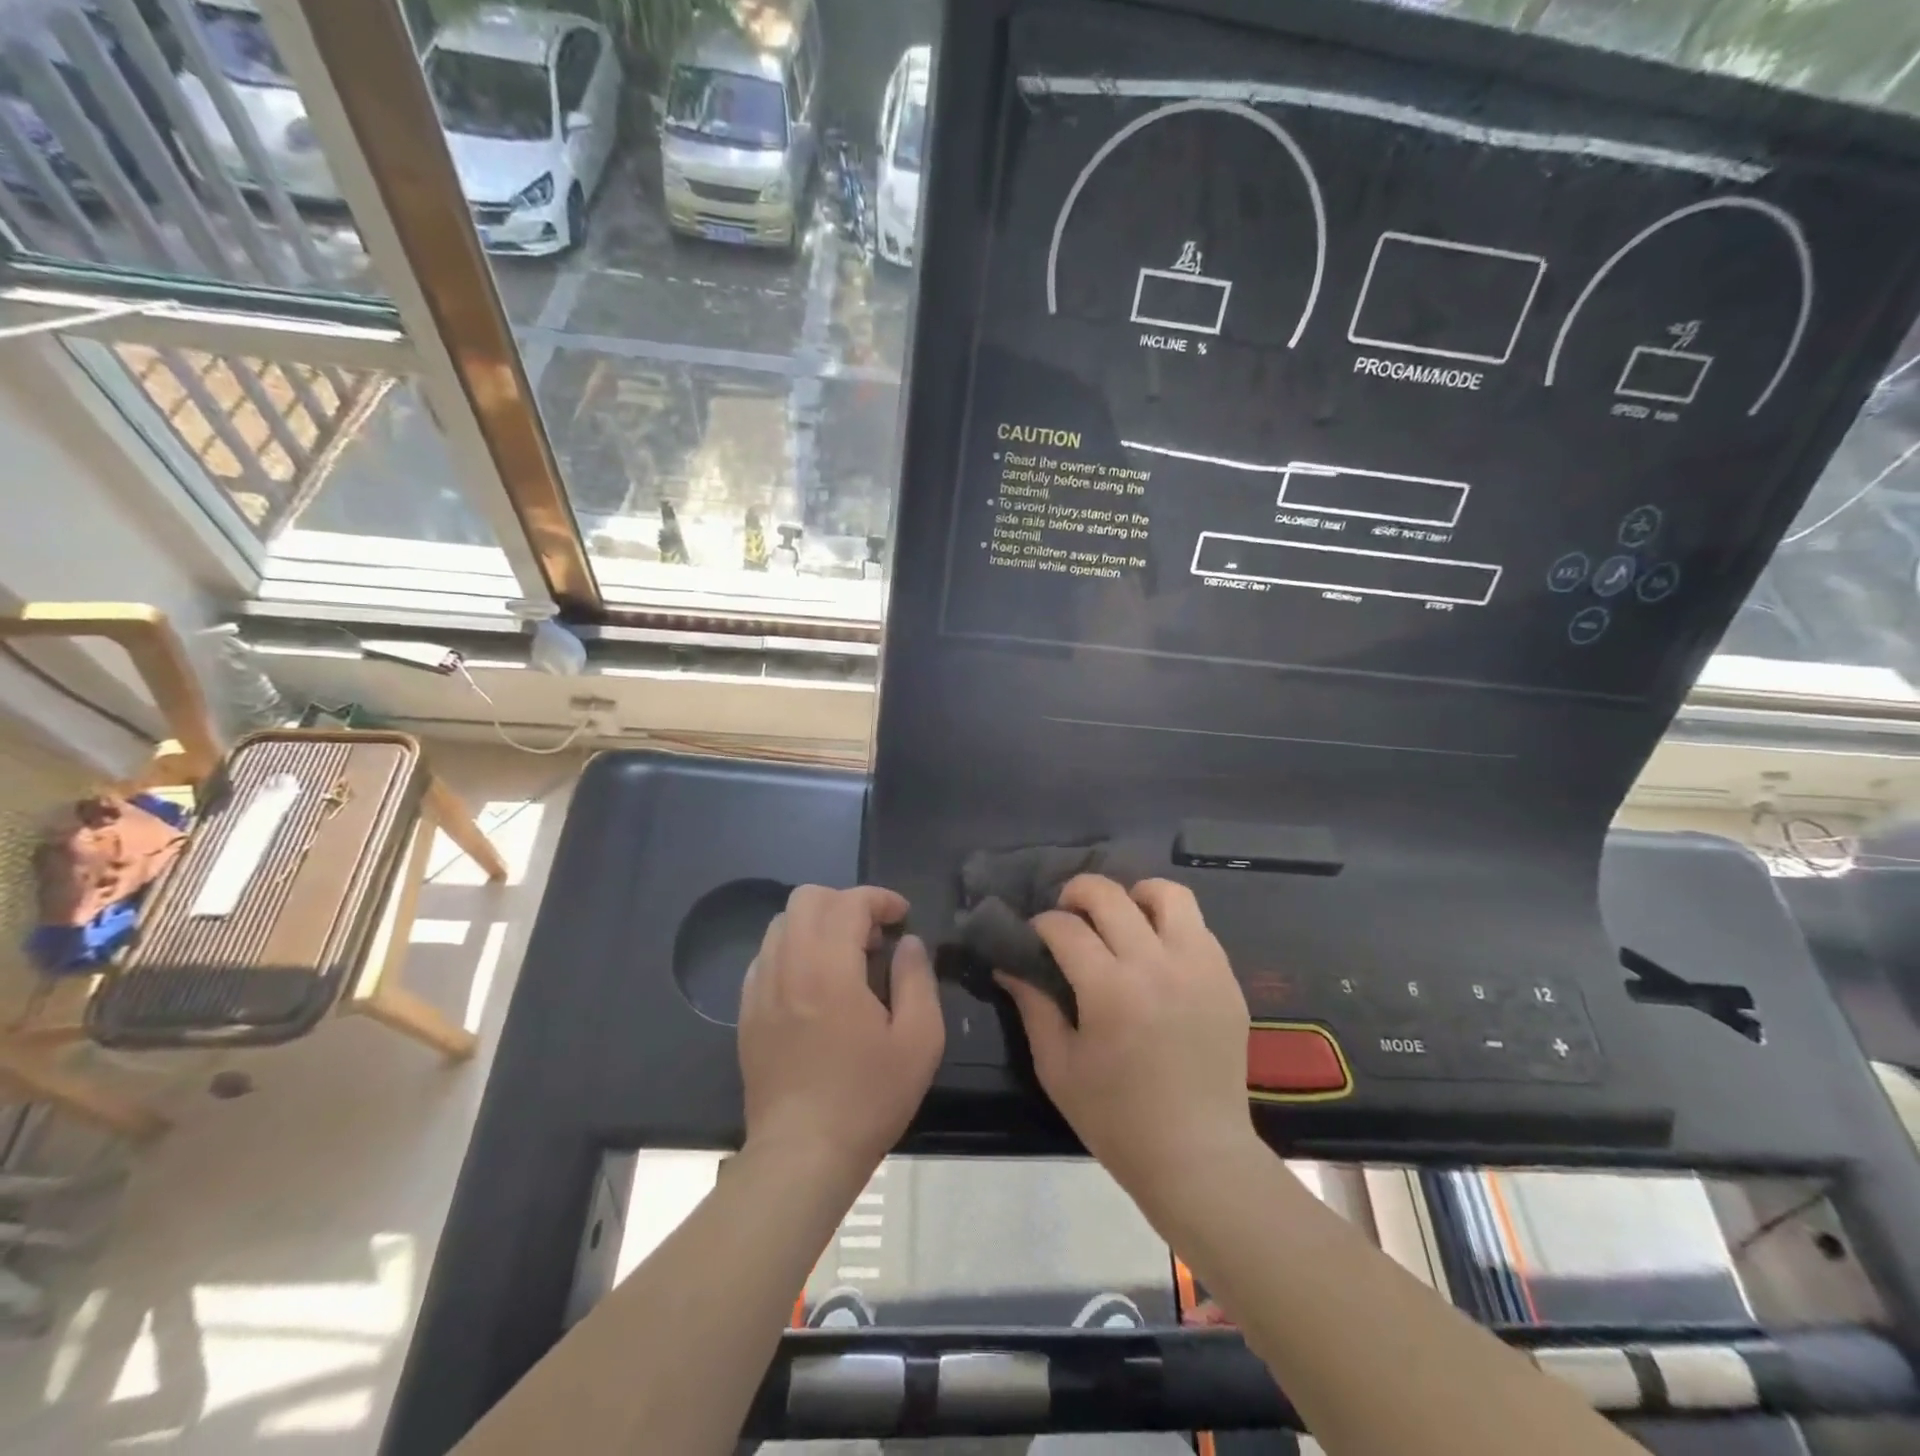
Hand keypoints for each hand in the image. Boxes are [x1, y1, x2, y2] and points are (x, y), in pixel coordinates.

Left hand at [740, 886, 943, 1187]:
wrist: (802, 1155)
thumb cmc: (868, 1098)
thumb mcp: (919, 1041)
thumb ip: (917, 979)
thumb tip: (907, 943)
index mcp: (829, 969)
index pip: (848, 902)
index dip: (879, 899)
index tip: (902, 917)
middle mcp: (788, 967)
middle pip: (806, 899)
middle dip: (845, 903)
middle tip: (873, 936)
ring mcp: (760, 989)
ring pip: (781, 924)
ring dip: (817, 924)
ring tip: (844, 958)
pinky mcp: (747, 1012)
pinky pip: (766, 957)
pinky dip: (793, 951)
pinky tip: (814, 983)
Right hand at [996, 875, 1253, 1196]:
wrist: (1197, 1155)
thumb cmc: (1117, 1119)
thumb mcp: (1058, 1067)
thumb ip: (1033, 1007)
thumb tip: (1009, 966)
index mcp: (1110, 989)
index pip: (1065, 927)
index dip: (1041, 924)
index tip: (1035, 937)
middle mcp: (1156, 964)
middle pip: (1110, 895)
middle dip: (1078, 893)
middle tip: (1068, 914)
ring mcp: (1199, 966)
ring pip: (1167, 894)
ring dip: (1134, 896)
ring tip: (1122, 919)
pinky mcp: (1226, 978)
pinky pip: (1197, 926)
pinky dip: (1169, 925)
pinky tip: (1156, 953)